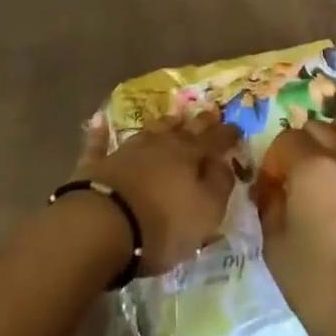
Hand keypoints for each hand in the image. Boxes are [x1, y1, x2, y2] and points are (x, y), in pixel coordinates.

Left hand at [75, 108, 243, 275]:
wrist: (102, 224)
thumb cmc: (162, 224)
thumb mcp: (205, 212)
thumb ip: (219, 185)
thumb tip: (224, 164)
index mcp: (189, 156)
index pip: (214, 141)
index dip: (227, 134)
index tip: (237, 127)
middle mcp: (159, 145)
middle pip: (183, 130)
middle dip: (199, 122)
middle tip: (210, 112)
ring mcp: (126, 151)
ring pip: (149, 131)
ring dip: (163, 124)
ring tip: (173, 117)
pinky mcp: (97, 164)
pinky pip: (99, 143)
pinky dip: (100, 132)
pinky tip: (99, 121)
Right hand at [252, 110, 335, 332]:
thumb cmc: (315, 284)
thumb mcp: (274, 244)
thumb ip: (270, 205)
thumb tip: (271, 189)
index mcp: (311, 168)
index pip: (285, 141)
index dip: (273, 162)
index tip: (270, 190)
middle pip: (320, 128)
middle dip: (302, 146)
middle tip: (298, 177)